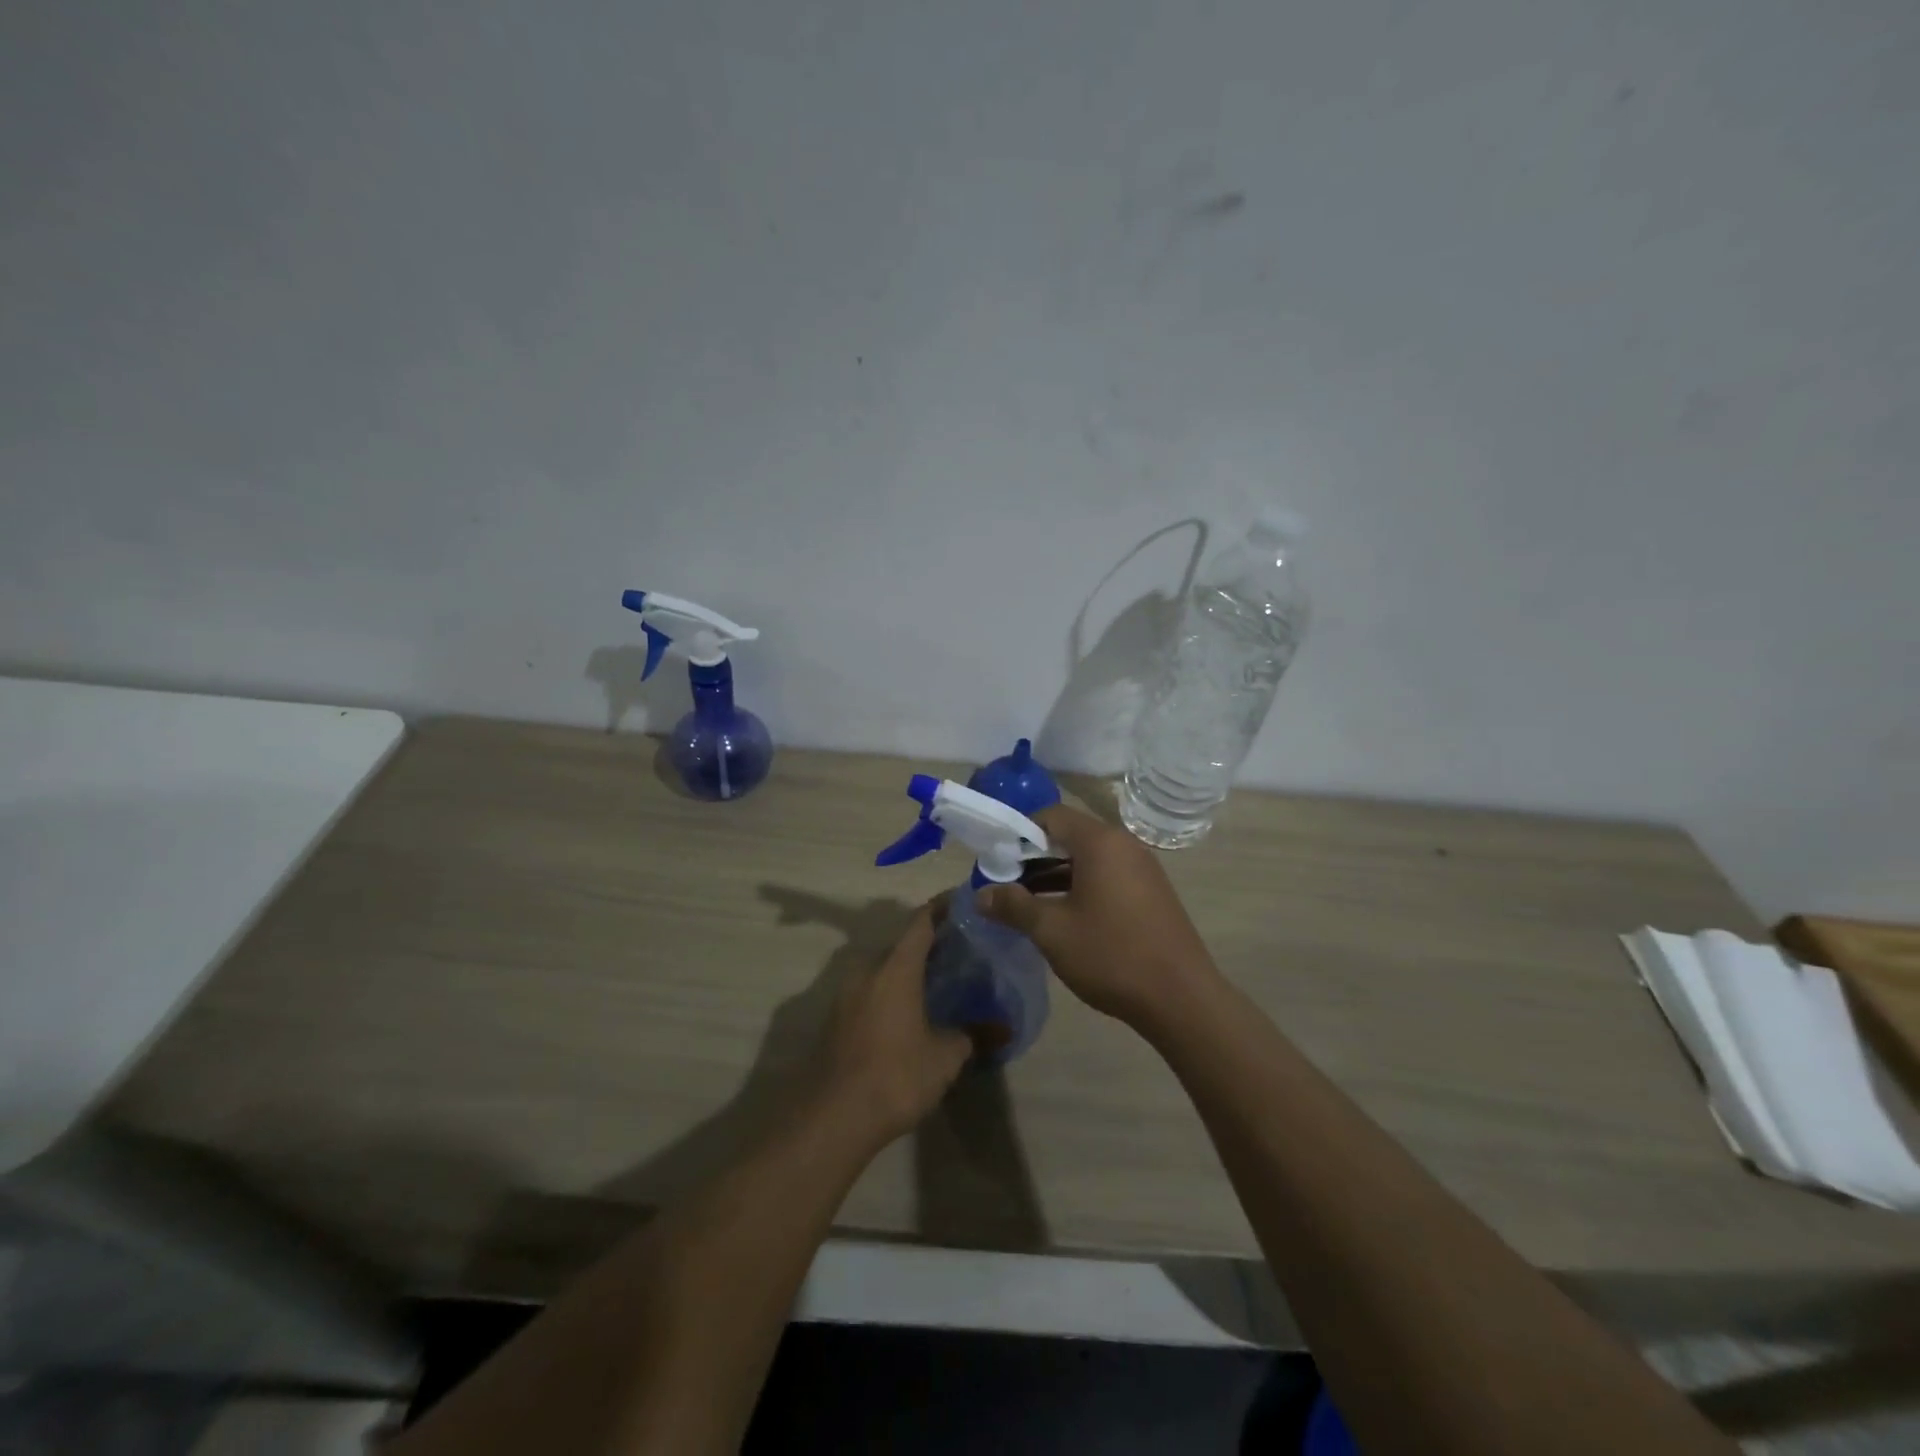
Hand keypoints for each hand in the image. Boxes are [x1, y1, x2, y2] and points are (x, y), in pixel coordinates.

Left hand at [814, 903, 972, 1148]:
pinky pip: (870, 991)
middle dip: (929, 943)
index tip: (964, 901)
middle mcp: (867, 970)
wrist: (832, 1118)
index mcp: (895, 967)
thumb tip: (1003, 1027)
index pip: (921, 921)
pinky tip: (910, 1013)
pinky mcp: (836, 1018)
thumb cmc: (895, 1076)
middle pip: (901, 945)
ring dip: (908, 970)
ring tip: (938, 982)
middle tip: (960, 950)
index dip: (942, 907)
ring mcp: (846, 994)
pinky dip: (891, 991)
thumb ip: (972, 1034)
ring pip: (883, 969)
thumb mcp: (945, 1057)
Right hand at [977, 805, 1219, 1027]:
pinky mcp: (1151, 893)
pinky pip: (1107, 876)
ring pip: (1088, 859)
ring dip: (1055, 875)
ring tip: (1025, 903)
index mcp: (1100, 842)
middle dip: (1034, 857)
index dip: (1019, 832)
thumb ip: (1013, 906)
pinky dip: (1080, 887)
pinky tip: (1062, 916)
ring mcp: (1142, 869)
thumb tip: (980, 895)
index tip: (997, 859)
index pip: (1051, 816)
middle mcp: (1124, 845)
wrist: (1181, 998)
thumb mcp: (1052, 931)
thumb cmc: (1111, 955)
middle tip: (1005, 883)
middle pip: (1070, 836)